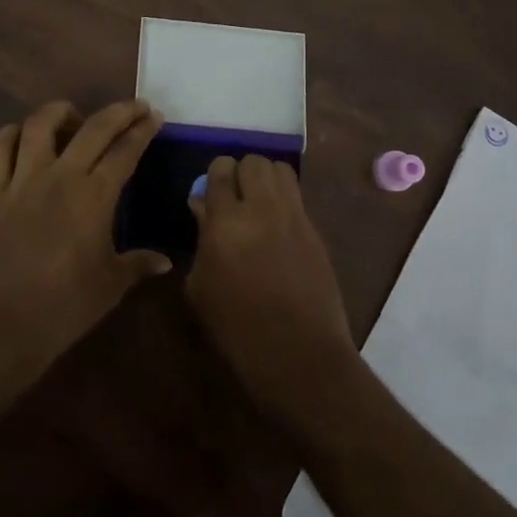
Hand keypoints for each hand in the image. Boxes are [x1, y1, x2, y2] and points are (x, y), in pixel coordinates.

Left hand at [0, 99, 169, 371]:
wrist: (3, 323)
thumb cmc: (65, 305)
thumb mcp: (111, 284)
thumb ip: (138, 264)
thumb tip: (165, 261)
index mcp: (94, 196)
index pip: (125, 151)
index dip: (142, 130)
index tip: (154, 116)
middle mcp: (60, 176)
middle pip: (92, 128)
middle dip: (118, 112)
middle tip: (134, 107)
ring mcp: (22, 181)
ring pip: (39, 125)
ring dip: (60, 111)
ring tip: (73, 115)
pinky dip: (11, 135)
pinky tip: (22, 136)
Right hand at [185, 155, 357, 422]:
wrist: (299, 354)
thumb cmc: (237, 327)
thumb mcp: (201, 287)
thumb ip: (201, 238)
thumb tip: (203, 208)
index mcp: (227, 221)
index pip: (220, 170)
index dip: (214, 176)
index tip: (210, 191)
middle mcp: (263, 208)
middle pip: (254, 161)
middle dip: (241, 172)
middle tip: (234, 196)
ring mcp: (294, 217)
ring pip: (280, 170)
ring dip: (265, 178)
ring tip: (257, 203)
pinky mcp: (315, 230)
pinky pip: (297, 197)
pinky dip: (283, 199)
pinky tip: (275, 226)